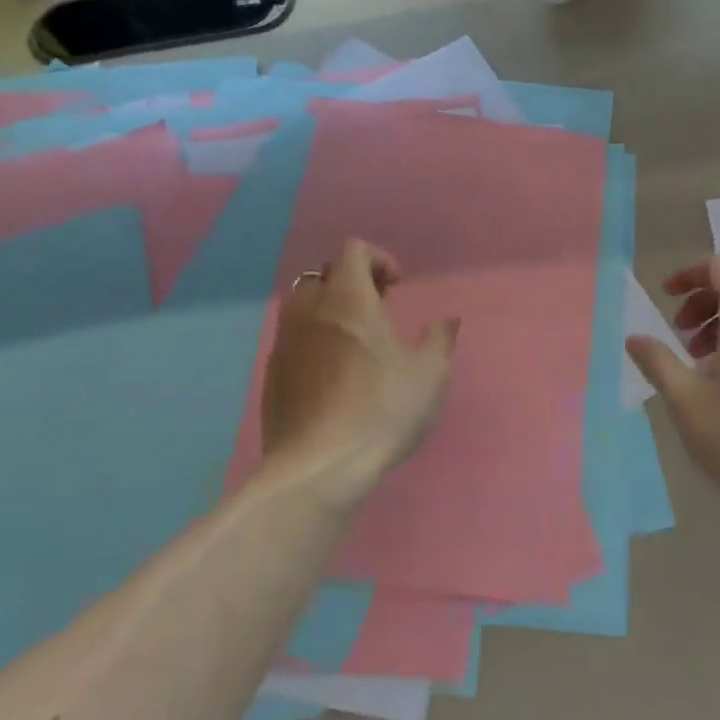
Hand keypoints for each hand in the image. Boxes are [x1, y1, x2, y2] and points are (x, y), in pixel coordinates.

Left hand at [260, 239, 459, 501]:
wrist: (319, 468)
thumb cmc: (381, 410)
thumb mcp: (429, 375)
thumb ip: (440, 338)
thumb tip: (448, 320)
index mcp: (348, 300)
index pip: (352, 251)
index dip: (377, 259)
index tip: (396, 287)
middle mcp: (310, 310)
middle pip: (324, 274)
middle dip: (351, 282)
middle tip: (377, 310)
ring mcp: (285, 342)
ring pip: (303, 305)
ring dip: (328, 310)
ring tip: (354, 341)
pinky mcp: (272, 374)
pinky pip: (292, 339)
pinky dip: (312, 340)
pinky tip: (332, 374)